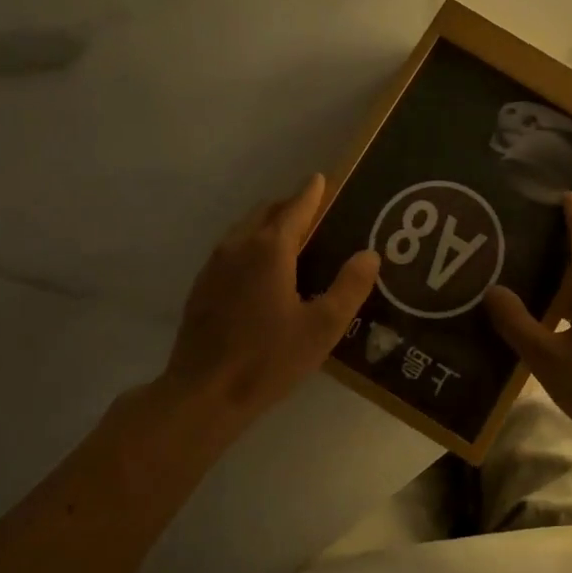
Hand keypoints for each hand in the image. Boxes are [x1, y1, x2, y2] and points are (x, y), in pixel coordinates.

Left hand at [163, 174, 378, 422]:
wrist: (204, 394)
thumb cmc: (269, 359)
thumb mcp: (322, 327)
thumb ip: (349, 287)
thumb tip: (370, 254)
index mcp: (270, 250)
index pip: (295, 208)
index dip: (312, 192)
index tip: (321, 179)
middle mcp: (238, 247)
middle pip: (266, 212)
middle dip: (290, 206)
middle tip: (314, 215)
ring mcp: (214, 266)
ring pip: (244, 229)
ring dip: (268, 225)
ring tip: (290, 240)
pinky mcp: (202, 287)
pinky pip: (231, 250)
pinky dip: (250, 245)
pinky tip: (261, 272)